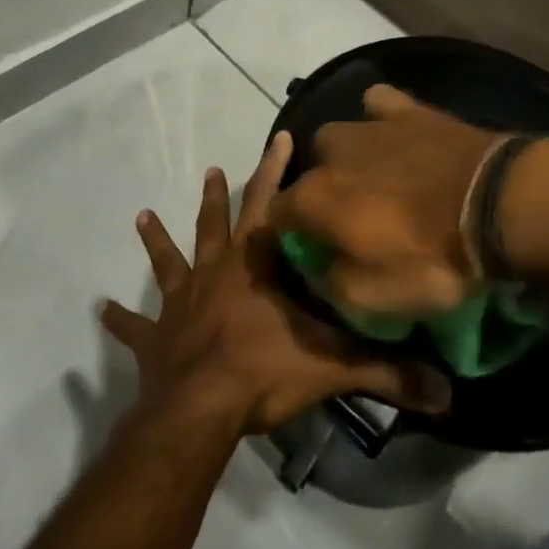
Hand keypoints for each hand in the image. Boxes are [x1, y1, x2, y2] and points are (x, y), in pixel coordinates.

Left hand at [101, 129, 451, 435]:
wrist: (198, 409)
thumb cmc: (264, 371)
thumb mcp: (332, 366)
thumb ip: (388, 372)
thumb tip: (448, 390)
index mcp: (255, 266)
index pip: (272, 205)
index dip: (277, 170)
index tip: (281, 138)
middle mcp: (216, 273)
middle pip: (218, 223)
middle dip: (221, 194)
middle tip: (213, 168)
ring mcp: (181, 303)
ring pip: (170, 260)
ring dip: (158, 239)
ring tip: (142, 214)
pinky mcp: (156, 339)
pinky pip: (135, 327)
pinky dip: (120, 320)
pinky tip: (100, 310)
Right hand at [268, 85, 500, 316]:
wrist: (494, 204)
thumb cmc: (431, 258)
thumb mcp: (374, 300)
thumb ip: (331, 283)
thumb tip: (318, 268)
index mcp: (313, 198)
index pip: (277, 213)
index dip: (291, 234)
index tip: (314, 251)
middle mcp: (330, 153)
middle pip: (311, 171)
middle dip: (323, 192)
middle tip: (356, 219)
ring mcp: (369, 125)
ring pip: (340, 135)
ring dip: (350, 156)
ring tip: (379, 178)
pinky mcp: (407, 109)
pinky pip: (378, 102)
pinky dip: (379, 117)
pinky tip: (395, 132)